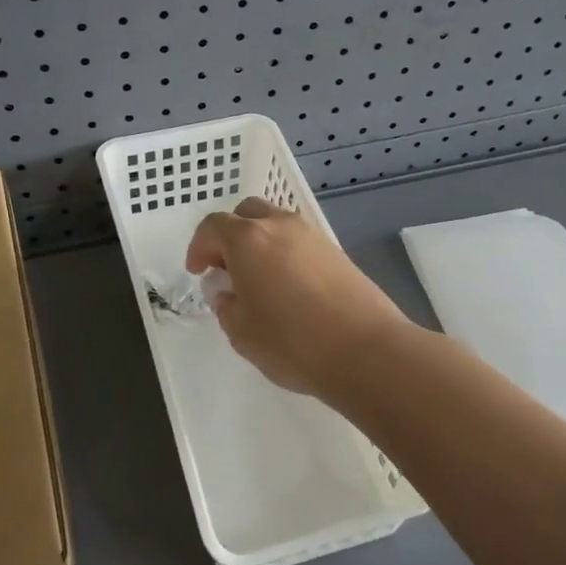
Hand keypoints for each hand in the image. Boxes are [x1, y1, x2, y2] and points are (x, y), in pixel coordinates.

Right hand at [186, 197, 416, 398]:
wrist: (366, 351)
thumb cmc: (292, 342)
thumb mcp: (242, 333)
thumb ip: (226, 306)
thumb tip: (227, 293)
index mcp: (248, 239)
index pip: (213, 226)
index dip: (199, 247)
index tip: (198, 271)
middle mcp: (280, 226)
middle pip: (247, 213)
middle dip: (230, 236)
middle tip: (227, 269)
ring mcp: (313, 236)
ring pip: (276, 225)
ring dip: (260, 243)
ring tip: (259, 281)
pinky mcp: (337, 253)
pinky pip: (300, 243)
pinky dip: (286, 255)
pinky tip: (289, 289)